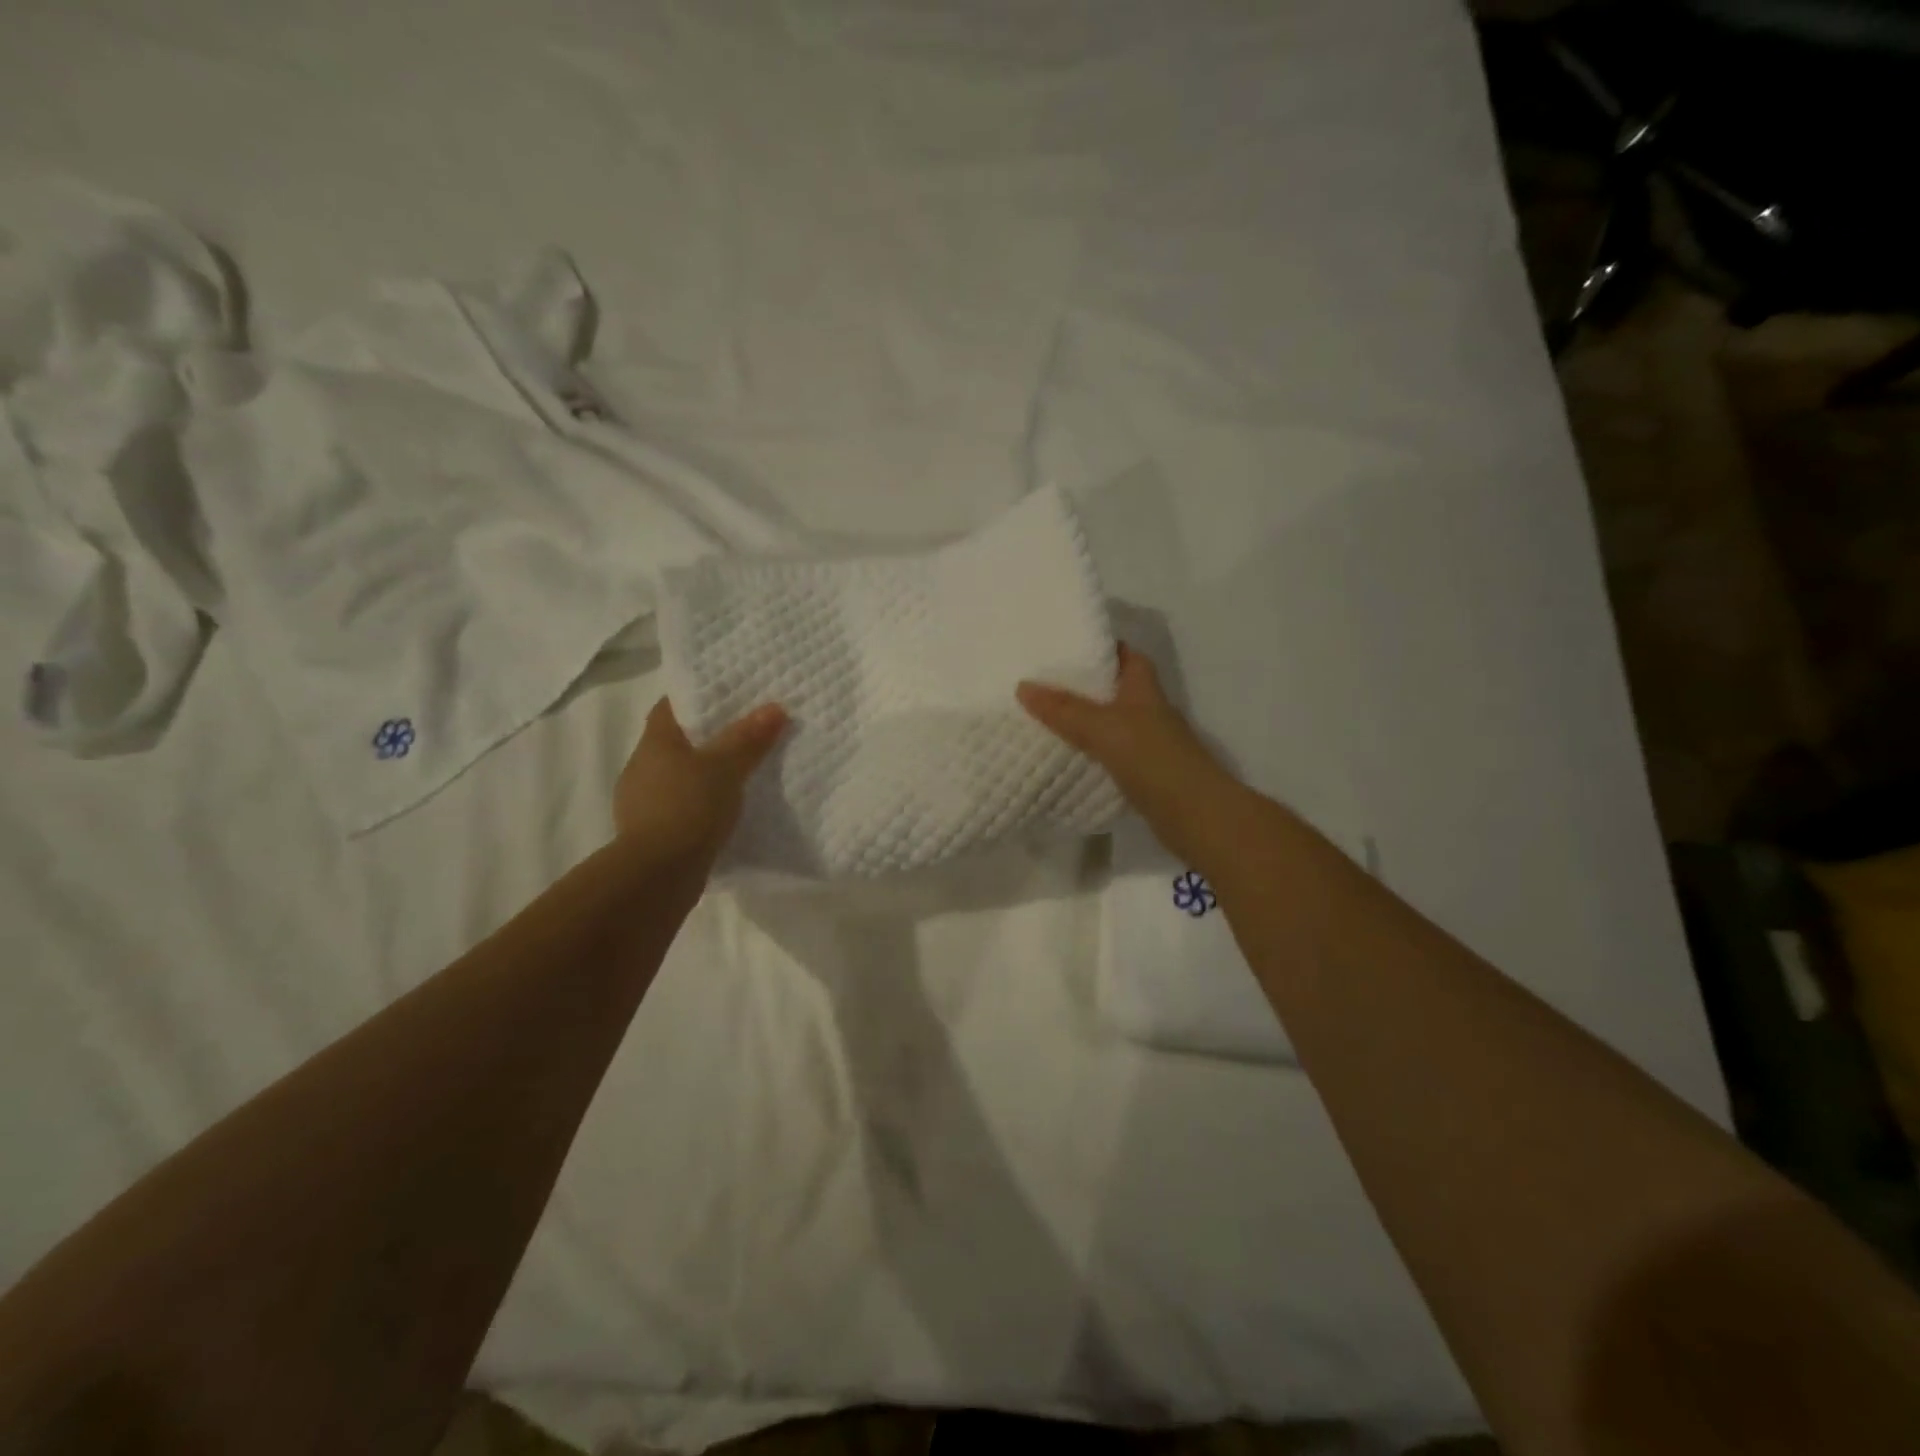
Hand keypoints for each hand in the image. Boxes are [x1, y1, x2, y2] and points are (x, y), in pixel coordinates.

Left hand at [614, 697, 787, 866]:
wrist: (658, 874)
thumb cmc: (689, 807)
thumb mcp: (726, 768)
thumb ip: (748, 738)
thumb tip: (775, 708)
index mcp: (654, 743)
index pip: (670, 707)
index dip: (695, 699)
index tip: (725, 696)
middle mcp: (640, 768)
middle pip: (675, 742)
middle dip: (704, 737)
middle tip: (742, 733)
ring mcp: (641, 803)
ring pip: (676, 777)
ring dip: (701, 775)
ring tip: (738, 774)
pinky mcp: (650, 833)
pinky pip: (679, 807)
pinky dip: (698, 805)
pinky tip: (722, 812)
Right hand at [1017, 643, 1244, 866]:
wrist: (1196, 816)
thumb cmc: (1153, 760)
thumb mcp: (1103, 728)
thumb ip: (1064, 709)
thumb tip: (1023, 686)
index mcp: (1143, 689)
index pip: (1124, 654)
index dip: (1099, 647)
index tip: (1063, 646)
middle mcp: (1147, 711)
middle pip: (1112, 689)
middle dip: (1081, 685)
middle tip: (1040, 681)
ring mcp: (1146, 744)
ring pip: (1108, 723)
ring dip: (1081, 720)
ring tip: (1040, 715)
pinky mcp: (1141, 774)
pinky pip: (1107, 754)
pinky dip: (1087, 752)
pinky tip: (1062, 756)